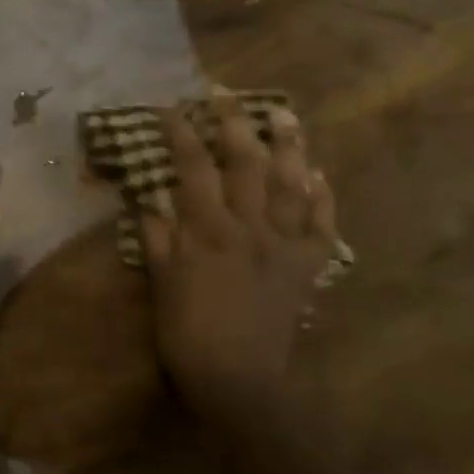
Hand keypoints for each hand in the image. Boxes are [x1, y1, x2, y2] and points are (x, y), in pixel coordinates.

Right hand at [141, 101, 337, 410]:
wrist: (239, 380)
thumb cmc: (188, 332)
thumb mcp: (161, 282)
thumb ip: (158, 236)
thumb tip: (150, 198)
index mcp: (209, 231)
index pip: (193, 168)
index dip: (181, 133)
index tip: (171, 106)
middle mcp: (250, 228)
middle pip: (246, 163)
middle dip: (235, 123)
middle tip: (226, 93)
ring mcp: (284, 245)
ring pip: (290, 185)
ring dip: (288, 146)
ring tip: (285, 115)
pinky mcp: (307, 267)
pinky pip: (322, 225)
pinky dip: (322, 197)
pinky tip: (318, 174)